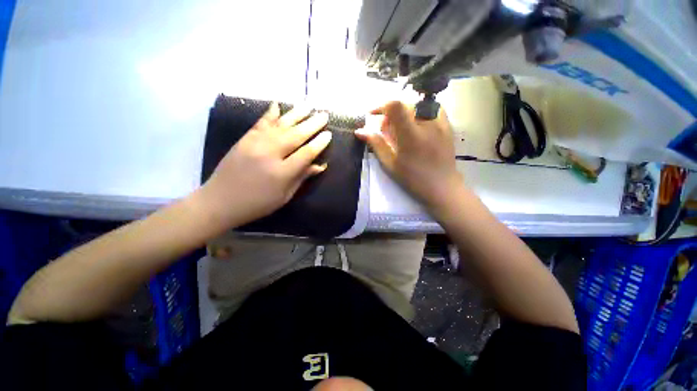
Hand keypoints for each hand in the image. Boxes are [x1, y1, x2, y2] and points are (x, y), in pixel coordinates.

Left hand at [198, 103, 330, 229]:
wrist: (220, 201)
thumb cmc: (257, 204)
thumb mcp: (284, 196)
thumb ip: (301, 178)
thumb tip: (320, 166)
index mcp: (281, 173)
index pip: (306, 154)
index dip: (319, 144)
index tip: (329, 134)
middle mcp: (269, 154)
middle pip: (295, 136)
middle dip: (312, 125)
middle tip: (324, 115)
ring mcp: (255, 144)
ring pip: (280, 126)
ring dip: (295, 114)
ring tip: (308, 105)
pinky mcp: (244, 140)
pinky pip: (260, 123)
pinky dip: (270, 114)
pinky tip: (278, 105)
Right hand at [355, 101, 462, 213]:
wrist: (441, 186)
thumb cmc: (413, 178)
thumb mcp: (390, 163)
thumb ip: (376, 144)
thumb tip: (360, 131)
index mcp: (410, 135)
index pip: (395, 106)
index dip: (381, 106)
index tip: (373, 115)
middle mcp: (427, 124)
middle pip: (404, 105)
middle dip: (391, 115)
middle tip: (388, 132)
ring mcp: (440, 123)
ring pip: (417, 106)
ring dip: (405, 114)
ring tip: (403, 130)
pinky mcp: (448, 125)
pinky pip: (432, 108)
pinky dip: (420, 112)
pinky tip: (417, 126)